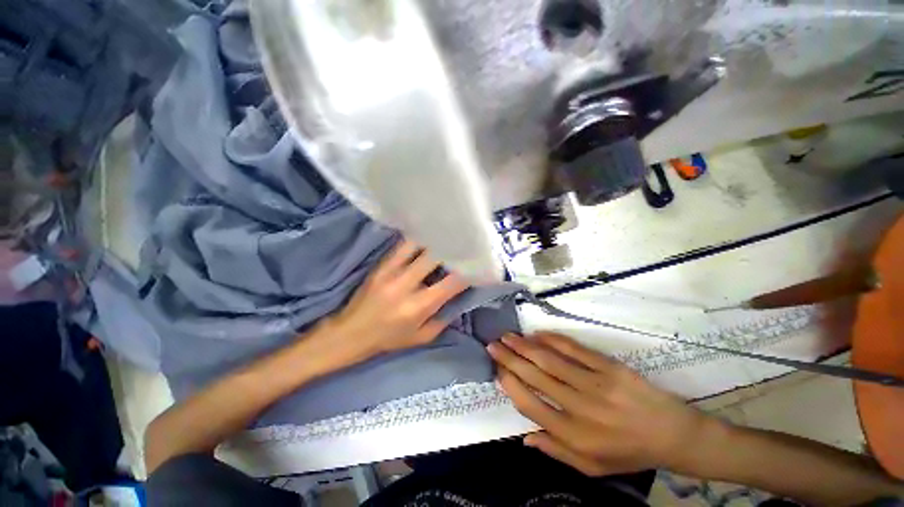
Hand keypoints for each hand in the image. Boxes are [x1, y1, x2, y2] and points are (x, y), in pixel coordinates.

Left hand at [331, 239, 468, 357]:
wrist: (351, 333)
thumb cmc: (389, 338)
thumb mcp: (422, 337)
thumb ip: (444, 318)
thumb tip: (460, 297)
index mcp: (420, 306)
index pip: (452, 282)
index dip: (469, 271)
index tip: (478, 264)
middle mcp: (407, 285)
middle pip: (436, 257)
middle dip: (453, 248)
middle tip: (465, 242)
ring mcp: (391, 271)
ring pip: (418, 245)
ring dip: (435, 239)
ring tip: (447, 234)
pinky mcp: (381, 265)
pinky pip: (402, 245)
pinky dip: (417, 239)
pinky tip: (426, 234)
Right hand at [487, 332, 720, 475]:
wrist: (674, 434)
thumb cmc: (629, 452)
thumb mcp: (592, 467)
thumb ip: (556, 452)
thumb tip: (524, 438)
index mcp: (576, 437)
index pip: (531, 407)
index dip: (511, 386)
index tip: (498, 371)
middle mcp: (582, 409)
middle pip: (536, 377)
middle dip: (509, 359)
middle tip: (493, 345)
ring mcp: (597, 384)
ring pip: (550, 360)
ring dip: (525, 346)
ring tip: (507, 336)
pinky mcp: (609, 367)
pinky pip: (574, 349)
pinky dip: (552, 340)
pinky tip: (537, 335)